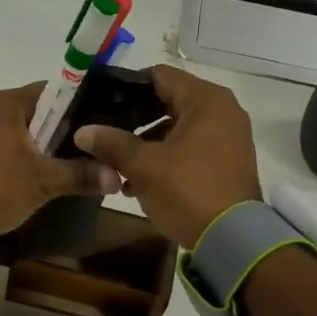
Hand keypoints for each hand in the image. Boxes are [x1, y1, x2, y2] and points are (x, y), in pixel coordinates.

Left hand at [0, 82, 120, 231]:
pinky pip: (11, 145)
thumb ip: (82, 174)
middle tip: (95, 147)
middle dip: (66, 130)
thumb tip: (117, 176)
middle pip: (41, 112)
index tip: (102, 124)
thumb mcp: (45, 180)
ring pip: (26, 131)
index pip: (55, 91)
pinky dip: (28, 155)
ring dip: (47, 145)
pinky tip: (46, 172)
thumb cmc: (0, 185)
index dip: (81, 106)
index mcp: (8, 102)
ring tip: (77, 161)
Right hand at [74, 64, 260, 246]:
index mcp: (206, 100)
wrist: (233, 240)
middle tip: (105, 131)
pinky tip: (139, 179)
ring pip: (178, 127)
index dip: (127, 86)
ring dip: (148, 141)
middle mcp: (222, 110)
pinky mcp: (228, 160)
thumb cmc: (188, 190)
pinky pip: (191, 146)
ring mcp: (229, 136)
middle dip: (135, 118)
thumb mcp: (143, 166)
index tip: (101, 101)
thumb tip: (83, 131)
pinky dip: (167, 156)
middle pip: (169, 101)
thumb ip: (111, 143)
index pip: (159, 75)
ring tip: (117, 162)